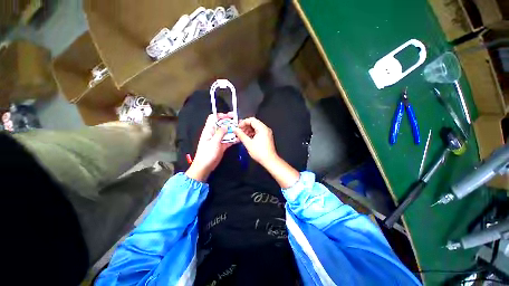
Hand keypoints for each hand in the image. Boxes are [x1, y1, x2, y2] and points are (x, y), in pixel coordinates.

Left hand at [185, 113, 234, 181]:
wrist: (205, 167)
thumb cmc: (207, 154)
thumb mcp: (214, 142)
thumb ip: (220, 133)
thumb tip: (226, 125)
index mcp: (209, 130)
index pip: (213, 118)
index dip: (221, 115)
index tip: (230, 116)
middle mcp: (214, 133)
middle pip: (222, 125)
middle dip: (229, 123)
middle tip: (238, 122)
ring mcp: (218, 139)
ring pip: (226, 132)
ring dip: (233, 131)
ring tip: (241, 130)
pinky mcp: (222, 145)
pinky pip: (228, 140)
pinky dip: (233, 139)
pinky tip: (239, 138)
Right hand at [233, 117, 276, 166]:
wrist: (269, 160)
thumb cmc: (261, 153)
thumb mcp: (248, 143)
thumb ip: (241, 135)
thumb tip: (236, 130)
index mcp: (262, 128)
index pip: (251, 120)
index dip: (243, 122)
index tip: (238, 127)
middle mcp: (265, 129)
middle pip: (254, 123)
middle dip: (246, 126)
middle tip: (239, 130)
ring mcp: (267, 133)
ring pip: (256, 127)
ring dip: (249, 130)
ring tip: (242, 135)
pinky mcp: (267, 137)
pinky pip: (259, 131)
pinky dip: (253, 133)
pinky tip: (248, 138)